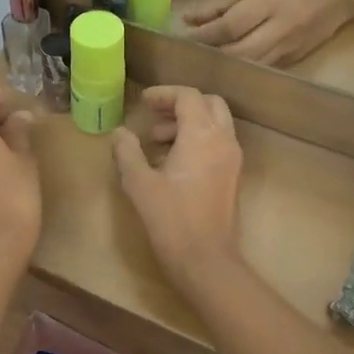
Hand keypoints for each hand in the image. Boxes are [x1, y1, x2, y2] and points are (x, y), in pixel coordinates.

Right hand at [112, 87, 242, 285]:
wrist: (205, 259)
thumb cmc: (170, 218)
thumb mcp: (139, 183)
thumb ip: (127, 152)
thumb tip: (120, 133)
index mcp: (202, 135)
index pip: (188, 97)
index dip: (164, 94)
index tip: (143, 102)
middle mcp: (223, 141)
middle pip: (209, 104)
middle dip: (181, 104)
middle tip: (154, 116)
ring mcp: (232, 159)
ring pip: (216, 123)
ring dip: (189, 122)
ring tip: (157, 142)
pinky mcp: (233, 176)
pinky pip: (218, 143)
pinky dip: (198, 139)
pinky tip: (173, 162)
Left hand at [184, 0, 353, 66]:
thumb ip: (221, 0)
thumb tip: (188, 18)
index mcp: (269, 2)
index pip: (229, 26)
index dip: (203, 35)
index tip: (182, 38)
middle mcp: (280, 28)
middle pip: (237, 52)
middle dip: (210, 54)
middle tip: (188, 54)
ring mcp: (289, 48)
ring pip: (249, 65)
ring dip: (223, 66)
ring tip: (202, 61)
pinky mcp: (294, 61)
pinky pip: (261, 69)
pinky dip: (241, 69)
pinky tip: (225, 66)